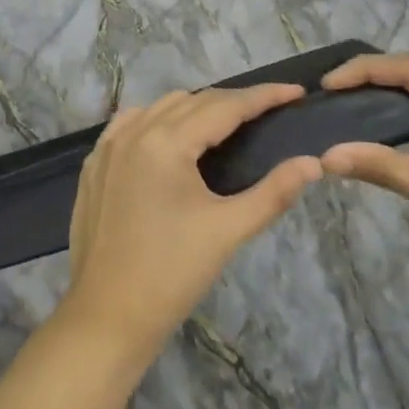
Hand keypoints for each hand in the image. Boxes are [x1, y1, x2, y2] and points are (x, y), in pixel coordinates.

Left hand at [63, 84, 322, 355]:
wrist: (106, 317)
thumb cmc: (171, 275)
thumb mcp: (227, 231)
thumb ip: (273, 193)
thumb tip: (313, 163)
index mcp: (166, 142)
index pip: (224, 106)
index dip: (263, 96)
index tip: (295, 92)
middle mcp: (134, 130)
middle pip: (194, 101)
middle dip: (234, 102)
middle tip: (269, 110)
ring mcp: (109, 144)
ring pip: (162, 107)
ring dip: (197, 108)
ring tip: (228, 123)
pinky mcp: (95, 162)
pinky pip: (132, 121)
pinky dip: (159, 119)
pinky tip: (173, 134)